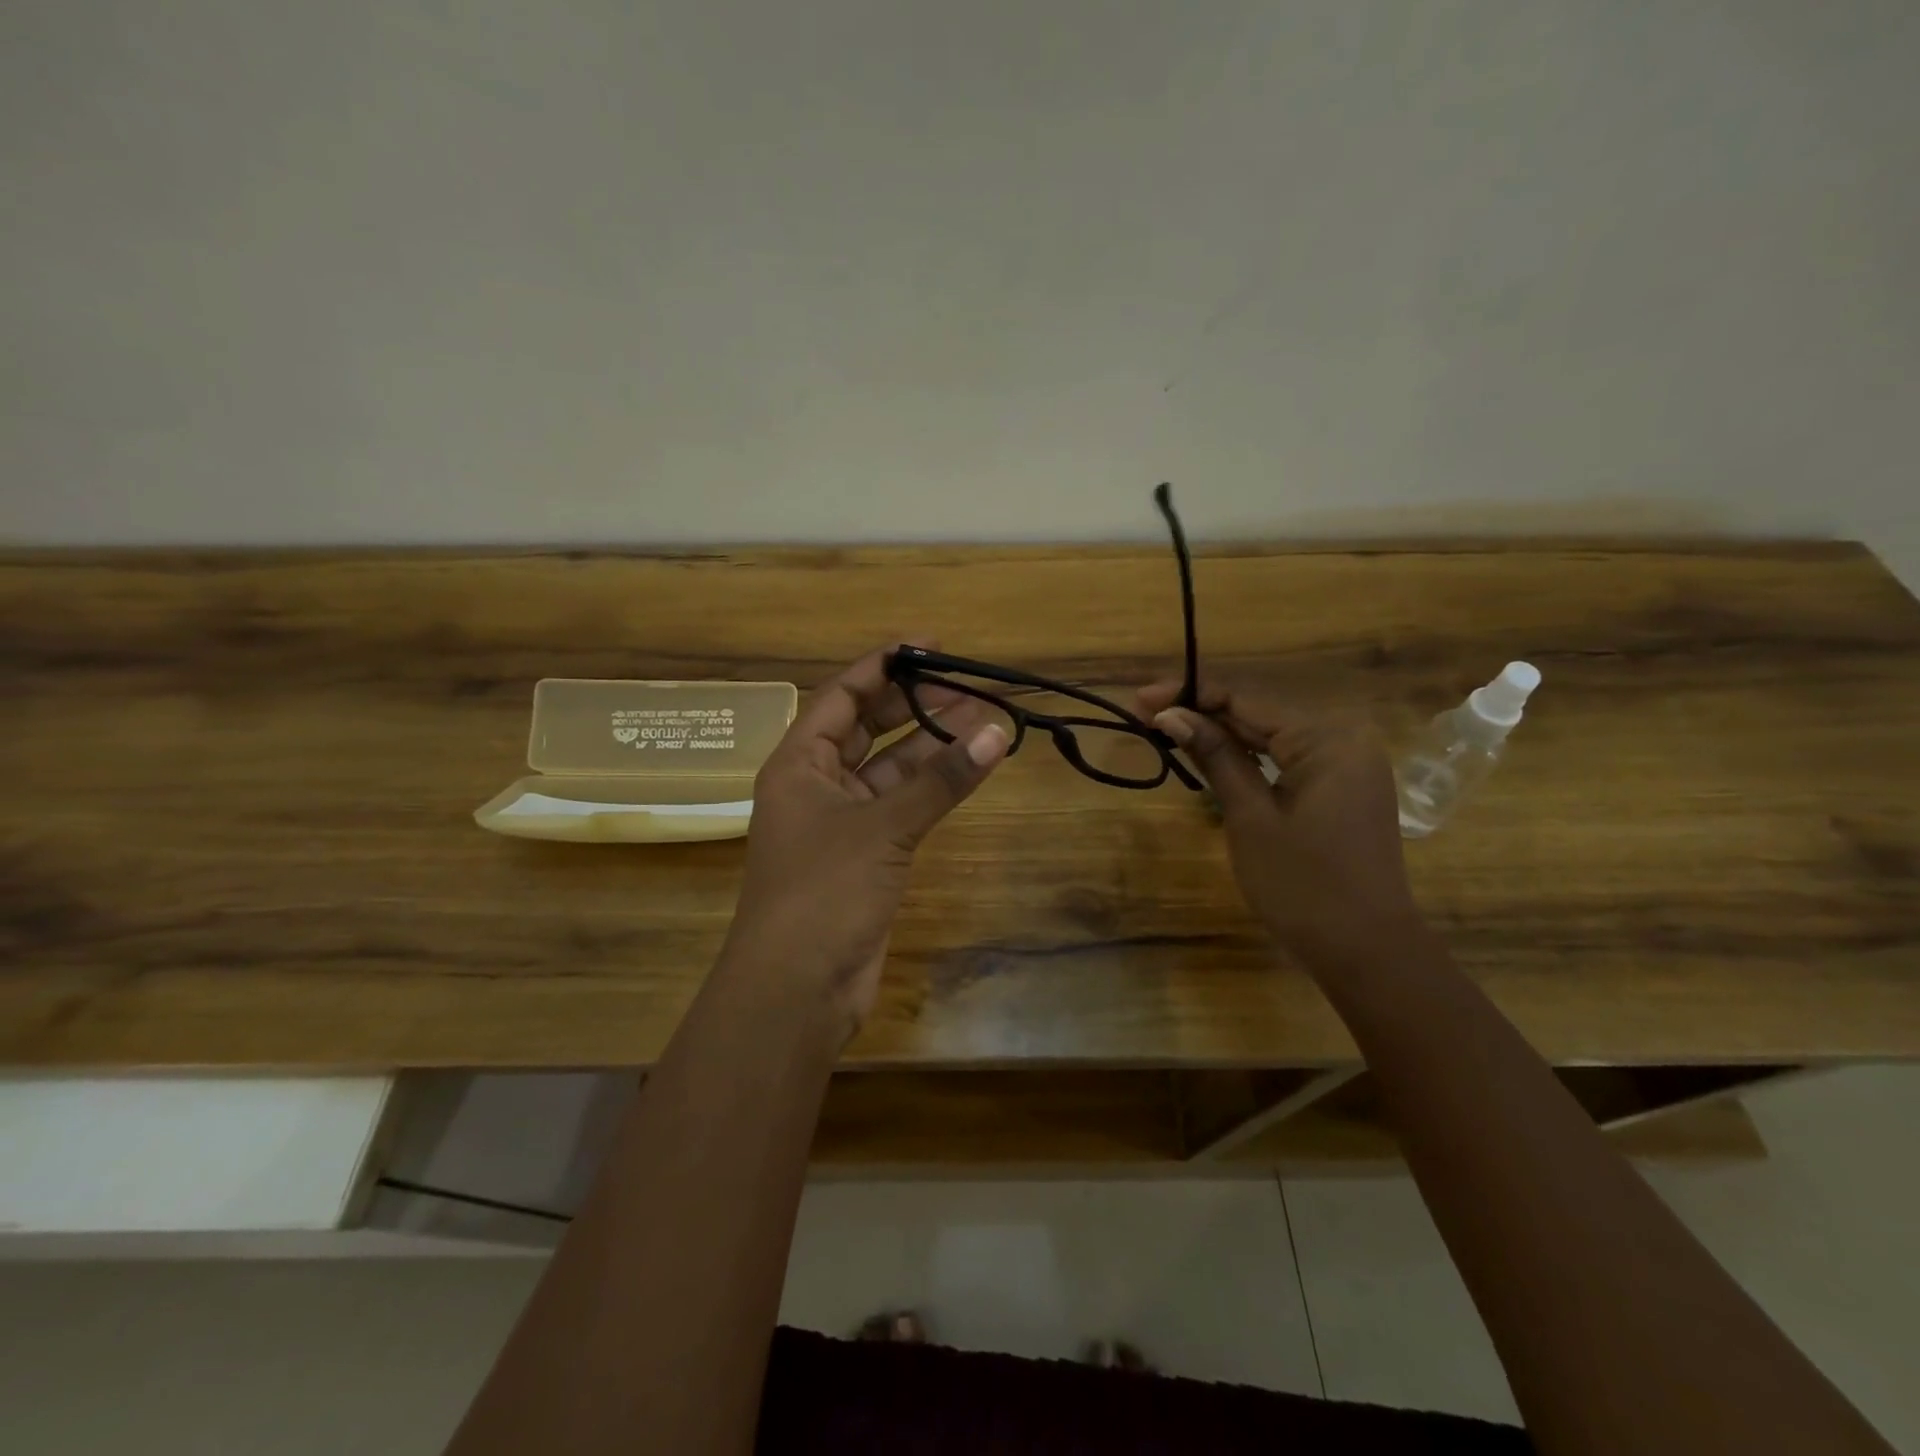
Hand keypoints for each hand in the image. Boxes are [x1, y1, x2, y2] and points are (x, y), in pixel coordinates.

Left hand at [727, 645, 1009, 1033]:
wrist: (797, 988)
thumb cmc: (823, 891)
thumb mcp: (882, 827)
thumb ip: (941, 780)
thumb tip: (998, 731)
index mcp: (798, 763)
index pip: (841, 696)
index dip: (882, 666)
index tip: (928, 645)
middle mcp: (816, 784)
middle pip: (868, 727)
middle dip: (915, 704)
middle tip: (966, 684)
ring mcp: (841, 821)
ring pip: (891, 768)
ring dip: (931, 747)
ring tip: (982, 720)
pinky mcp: (866, 854)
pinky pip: (902, 806)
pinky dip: (932, 788)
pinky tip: (967, 769)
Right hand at [1140, 681, 1422, 970]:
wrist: (1366, 952)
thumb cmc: (1302, 885)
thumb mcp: (1250, 816)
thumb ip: (1215, 757)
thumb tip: (1171, 714)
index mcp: (1327, 738)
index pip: (1247, 700)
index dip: (1190, 695)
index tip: (1141, 698)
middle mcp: (1344, 738)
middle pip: (1259, 713)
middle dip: (1201, 712)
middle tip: (1145, 713)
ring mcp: (1347, 764)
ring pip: (1271, 736)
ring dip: (1220, 733)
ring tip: (1167, 729)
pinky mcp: (1342, 787)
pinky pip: (1287, 758)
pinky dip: (1248, 757)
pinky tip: (1212, 754)